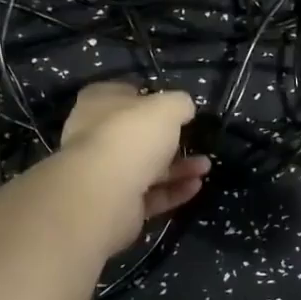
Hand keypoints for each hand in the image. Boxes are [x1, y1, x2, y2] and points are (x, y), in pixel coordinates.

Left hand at [58, 83, 209, 251]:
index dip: (149, 99)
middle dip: (170, 140)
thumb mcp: (167, 107)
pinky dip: (173, 191)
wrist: (104, 194)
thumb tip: (184, 108)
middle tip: (195, 140)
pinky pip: (149, 195)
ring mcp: (103, 173)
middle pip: (136, 135)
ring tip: (205, 167)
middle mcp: (95, 137)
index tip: (174, 107)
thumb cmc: (132, 136)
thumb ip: (179, 104)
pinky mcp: (115, 204)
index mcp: (98, 105)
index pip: (122, 95)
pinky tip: (196, 187)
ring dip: (178, 167)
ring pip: (146, 168)